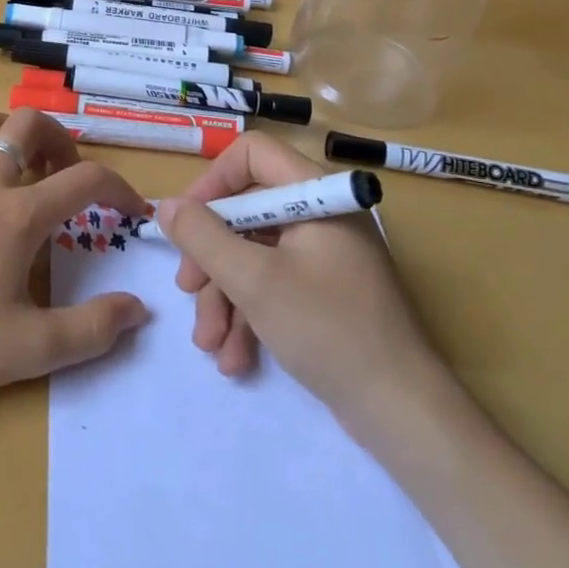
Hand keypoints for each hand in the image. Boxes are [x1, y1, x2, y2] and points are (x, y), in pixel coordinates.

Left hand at [0, 108, 150, 405]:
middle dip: (60, 139)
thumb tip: (139, 309)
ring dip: (10, 133)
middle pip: (29, 124)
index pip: (86, 179)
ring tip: (23, 167)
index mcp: (19, 215)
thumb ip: (93, 330)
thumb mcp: (33, 349)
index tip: (133, 213)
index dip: (120, 189)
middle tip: (68, 176)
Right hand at [156, 134, 444, 427]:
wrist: (402, 413)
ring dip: (224, 298)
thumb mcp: (253, 281)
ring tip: (209, 344)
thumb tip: (166, 207)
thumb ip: (203, 237)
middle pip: (247, 212)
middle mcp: (321, 216)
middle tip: (187, 290)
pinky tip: (234, 359)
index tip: (187, 222)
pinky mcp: (324, 294)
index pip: (253, 154)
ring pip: (254, 255)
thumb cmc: (328, 329)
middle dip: (211, 257)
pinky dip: (249, 316)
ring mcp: (324, 257)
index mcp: (316, 195)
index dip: (213, 182)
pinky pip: (274, 286)